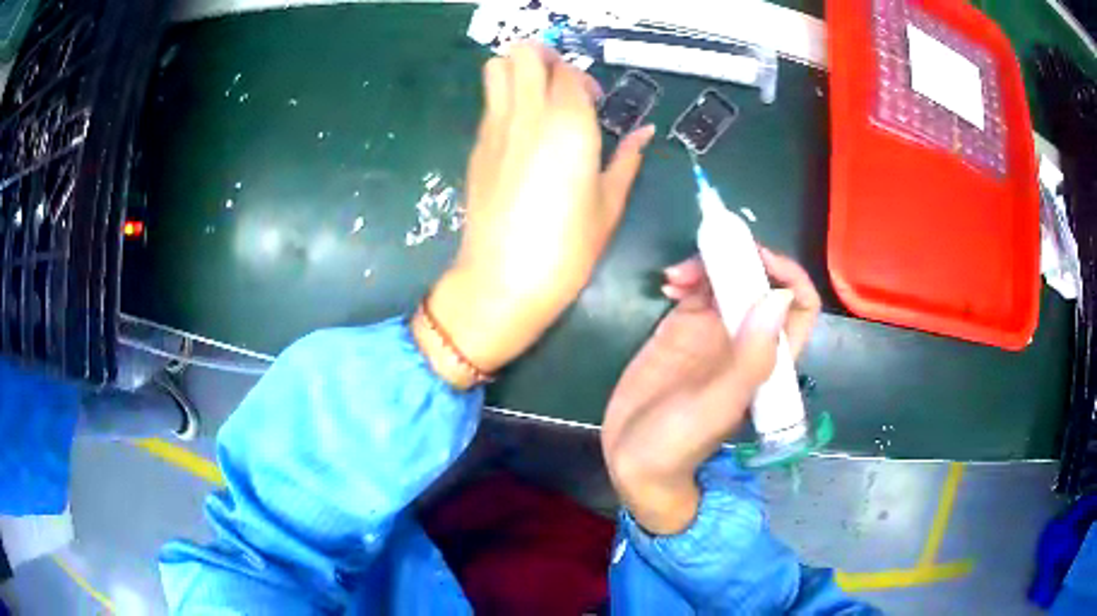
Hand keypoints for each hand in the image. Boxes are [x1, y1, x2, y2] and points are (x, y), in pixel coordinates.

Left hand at [415, 44, 654, 387]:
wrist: (503, 279)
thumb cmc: (566, 247)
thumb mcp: (609, 204)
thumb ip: (627, 159)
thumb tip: (645, 133)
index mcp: (569, 124)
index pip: (569, 71)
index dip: (582, 81)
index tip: (593, 104)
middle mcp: (528, 114)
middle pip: (524, 52)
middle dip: (546, 58)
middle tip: (562, 86)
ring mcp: (495, 127)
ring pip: (496, 67)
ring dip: (518, 70)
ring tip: (538, 98)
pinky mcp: (477, 145)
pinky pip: (490, 101)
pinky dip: (506, 98)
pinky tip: (522, 132)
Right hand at [601, 248, 820, 533]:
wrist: (634, 460)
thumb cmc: (679, 442)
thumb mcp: (717, 405)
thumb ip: (751, 357)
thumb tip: (778, 296)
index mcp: (767, 357)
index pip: (799, 305)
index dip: (788, 275)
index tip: (756, 259)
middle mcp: (746, 338)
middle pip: (760, 281)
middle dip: (740, 259)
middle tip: (709, 251)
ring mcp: (714, 331)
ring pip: (727, 278)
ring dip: (708, 264)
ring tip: (676, 276)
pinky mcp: (683, 328)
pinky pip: (695, 288)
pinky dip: (687, 276)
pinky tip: (668, 284)